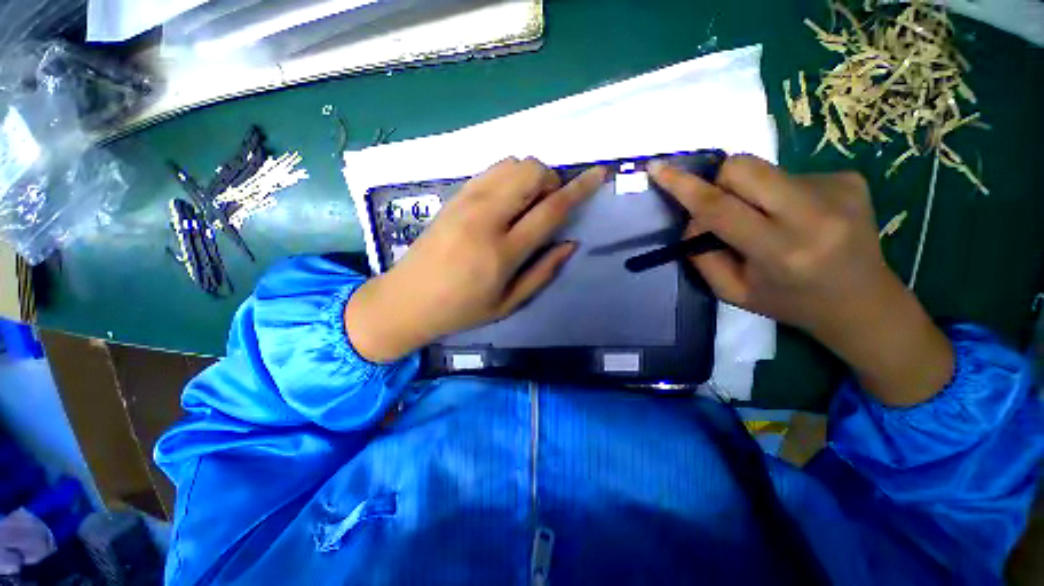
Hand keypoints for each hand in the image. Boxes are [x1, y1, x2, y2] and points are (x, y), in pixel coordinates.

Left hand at [346, 157, 605, 362]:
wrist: (407, 299)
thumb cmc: (462, 309)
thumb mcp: (509, 303)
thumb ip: (543, 272)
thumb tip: (570, 243)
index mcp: (502, 251)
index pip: (550, 209)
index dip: (579, 188)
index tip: (599, 173)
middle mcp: (485, 218)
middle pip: (530, 172)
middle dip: (551, 181)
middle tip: (548, 205)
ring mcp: (465, 202)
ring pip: (511, 163)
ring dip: (530, 176)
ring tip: (527, 204)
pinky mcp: (453, 197)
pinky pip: (491, 170)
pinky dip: (509, 177)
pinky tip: (505, 201)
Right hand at [649, 155, 952, 404]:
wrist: (863, 301)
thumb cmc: (789, 302)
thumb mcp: (732, 291)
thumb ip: (703, 255)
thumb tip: (694, 218)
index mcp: (781, 251)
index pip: (719, 207)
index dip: (683, 186)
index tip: (657, 167)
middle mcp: (814, 214)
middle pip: (742, 167)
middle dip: (719, 182)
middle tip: (725, 207)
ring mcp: (838, 189)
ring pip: (764, 170)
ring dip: (751, 193)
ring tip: (770, 222)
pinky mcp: (850, 177)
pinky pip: (789, 174)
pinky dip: (778, 193)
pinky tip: (797, 218)